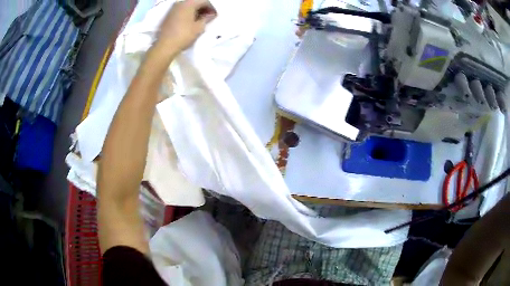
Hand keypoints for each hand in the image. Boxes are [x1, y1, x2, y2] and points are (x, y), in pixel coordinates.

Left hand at [156, 0, 216, 52]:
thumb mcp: (199, 27)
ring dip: (195, 11)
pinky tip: (190, 22)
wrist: (164, 47)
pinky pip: (181, 11)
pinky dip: (187, 14)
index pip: (204, 1)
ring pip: (188, 7)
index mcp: (189, 3)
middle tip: (208, 18)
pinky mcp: (168, 16)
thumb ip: (207, 18)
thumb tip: (211, 15)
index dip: (212, 7)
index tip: (215, 15)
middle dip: (203, 9)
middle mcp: (180, 3)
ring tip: (199, 20)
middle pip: (195, 2)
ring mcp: (172, 9)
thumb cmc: (184, 35)